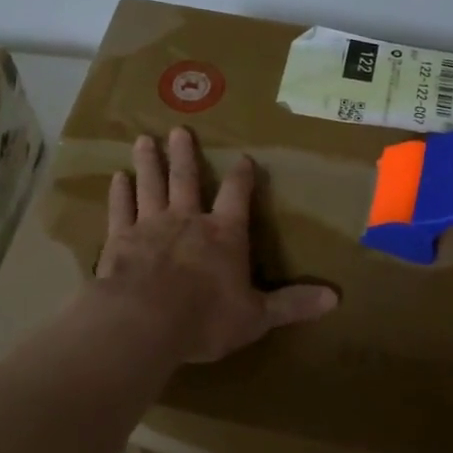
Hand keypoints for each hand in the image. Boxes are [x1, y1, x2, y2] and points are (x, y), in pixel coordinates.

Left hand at [96, 128, 337, 363]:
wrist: (143, 322)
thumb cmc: (205, 319)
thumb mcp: (256, 317)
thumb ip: (292, 304)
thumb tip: (335, 298)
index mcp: (224, 235)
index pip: (237, 196)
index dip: (242, 177)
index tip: (243, 159)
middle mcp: (187, 220)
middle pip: (187, 180)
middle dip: (184, 155)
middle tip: (178, 130)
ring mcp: (150, 225)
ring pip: (151, 185)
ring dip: (149, 163)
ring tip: (143, 140)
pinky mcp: (120, 239)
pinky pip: (121, 209)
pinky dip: (120, 193)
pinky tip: (117, 178)